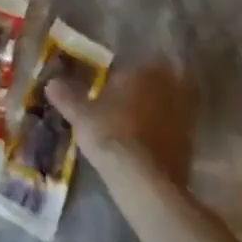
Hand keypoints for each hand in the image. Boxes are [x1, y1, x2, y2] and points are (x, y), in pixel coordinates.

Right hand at [47, 62, 193, 187]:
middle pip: (164, 80)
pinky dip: (168, 132)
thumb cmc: (110, 135)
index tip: (121, 77)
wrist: (144, 180)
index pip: (142, 61)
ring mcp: (183, 117)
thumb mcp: (81, 115)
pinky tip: (153, 142)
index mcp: (142, 72)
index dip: (132, 70)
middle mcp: (167, 88)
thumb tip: (51, 82)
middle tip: (135, 95)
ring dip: (162, 109)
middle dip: (152, 86)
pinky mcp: (190, 145)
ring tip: (144, 119)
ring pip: (174, 104)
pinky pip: (178, 130)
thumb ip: (67, 97)